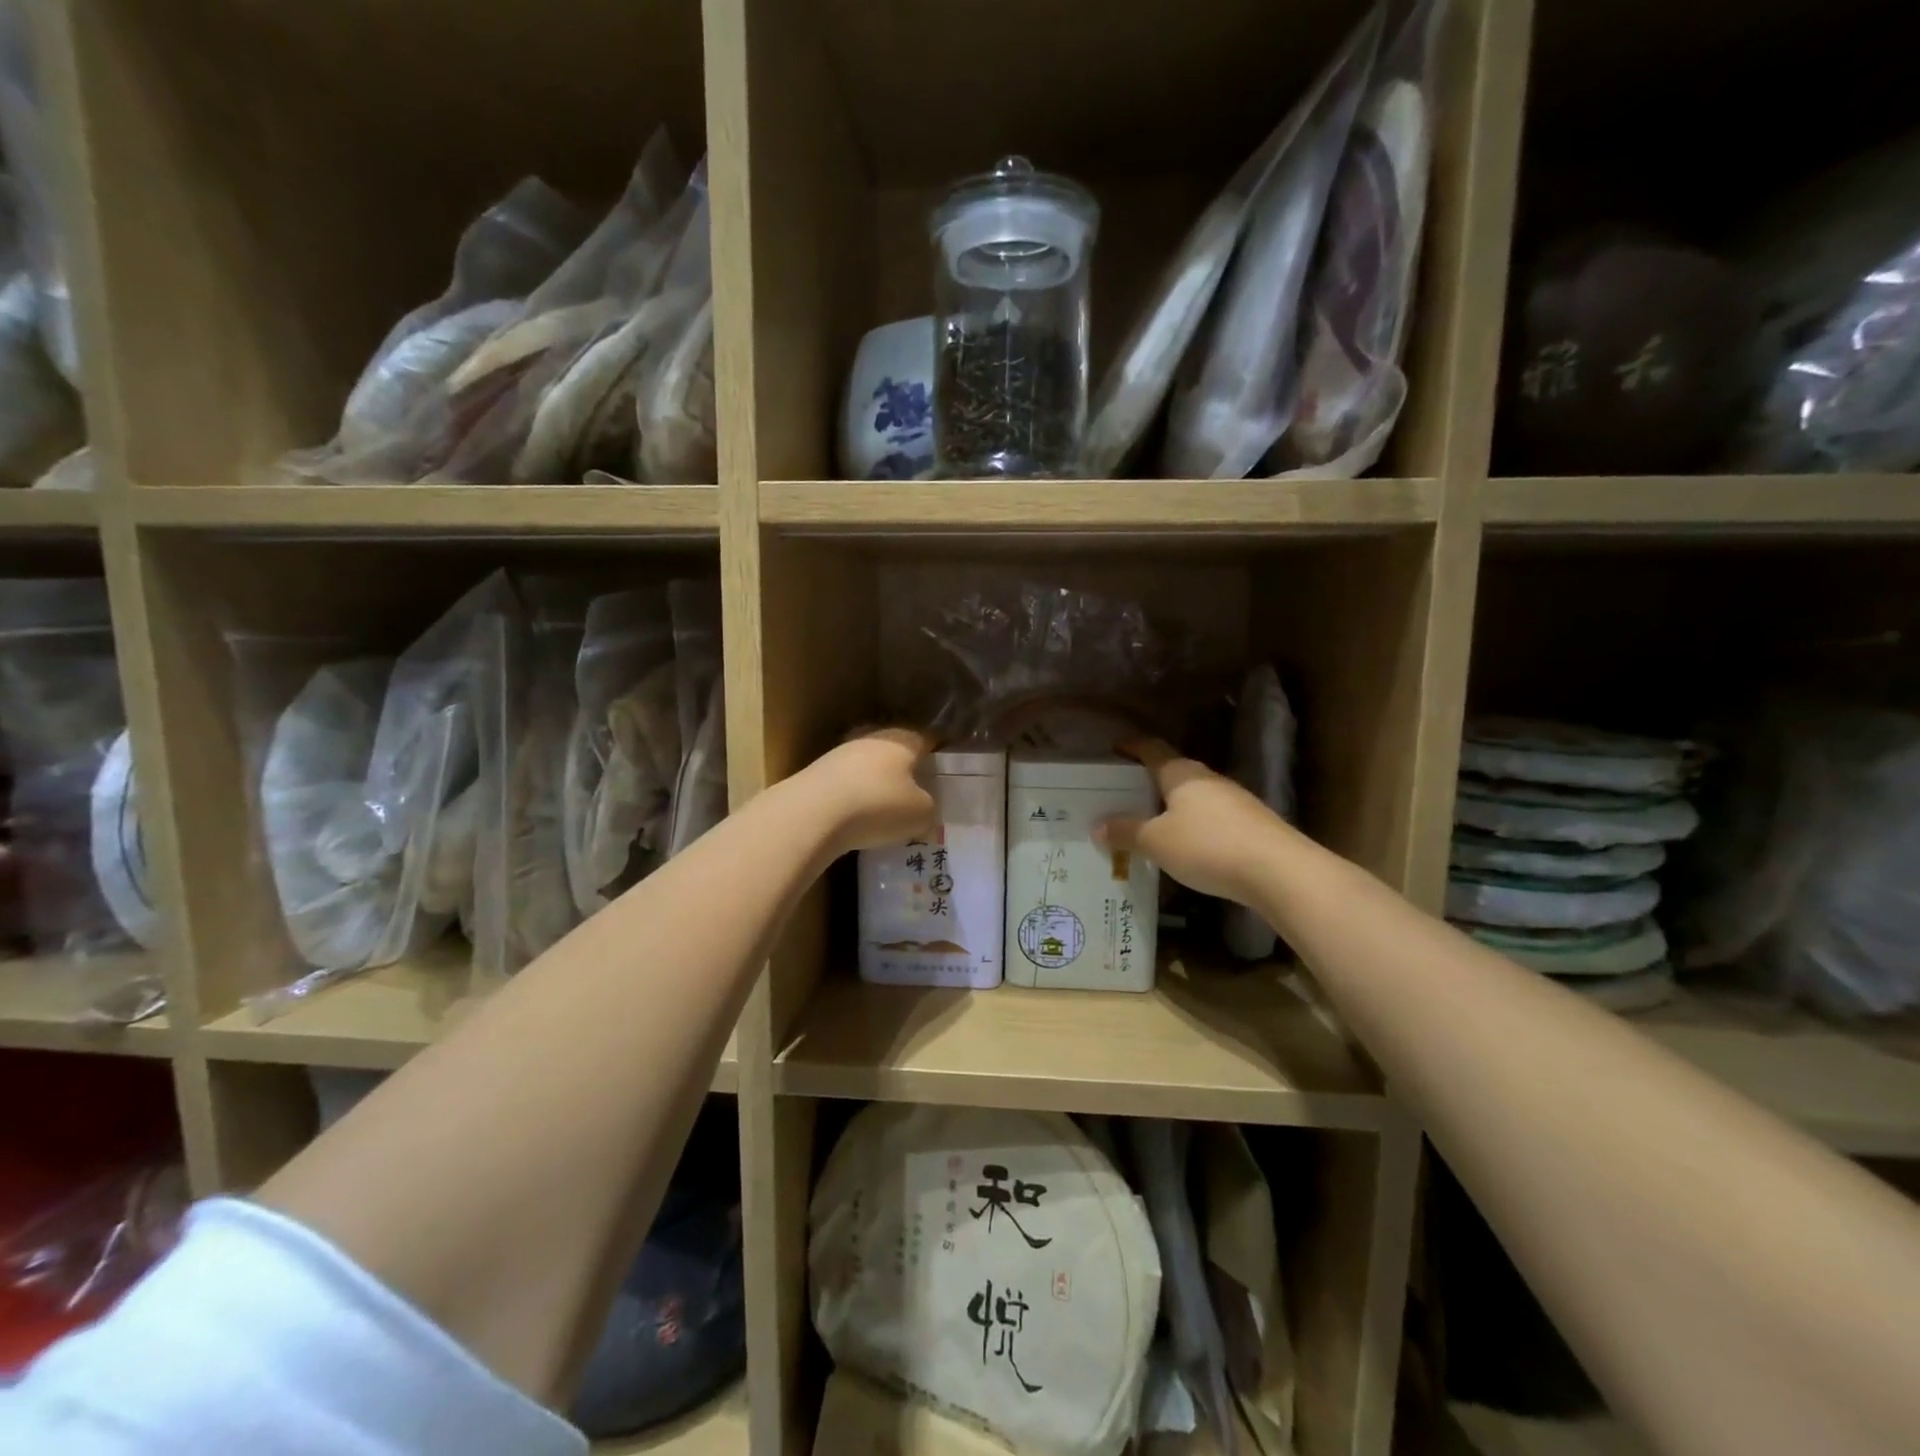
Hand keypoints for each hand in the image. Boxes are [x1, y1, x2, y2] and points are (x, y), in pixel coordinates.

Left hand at [804, 727, 938, 856]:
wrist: (811, 813)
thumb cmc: (877, 805)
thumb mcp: (920, 814)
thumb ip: (929, 809)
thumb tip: (925, 811)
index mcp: (902, 740)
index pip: (927, 739)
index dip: (938, 751)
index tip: (946, 766)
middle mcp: (872, 739)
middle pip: (895, 750)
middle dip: (906, 767)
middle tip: (918, 789)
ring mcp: (840, 754)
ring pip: (868, 765)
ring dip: (878, 782)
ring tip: (887, 807)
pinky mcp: (817, 773)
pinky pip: (847, 783)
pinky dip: (855, 796)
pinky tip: (858, 816)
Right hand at [1097, 737, 1285, 904]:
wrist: (1278, 871)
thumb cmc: (1208, 846)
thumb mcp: (1157, 842)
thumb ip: (1127, 832)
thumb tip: (1098, 825)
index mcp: (1181, 773)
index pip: (1151, 749)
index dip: (1131, 747)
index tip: (1114, 748)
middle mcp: (1208, 779)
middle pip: (1172, 772)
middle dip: (1148, 781)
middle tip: (1123, 795)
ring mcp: (1234, 800)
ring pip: (1193, 797)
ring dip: (1171, 806)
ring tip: (1150, 823)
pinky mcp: (1250, 824)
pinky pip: (1211, 818)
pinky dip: (1192, 826)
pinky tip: (1185, 845)